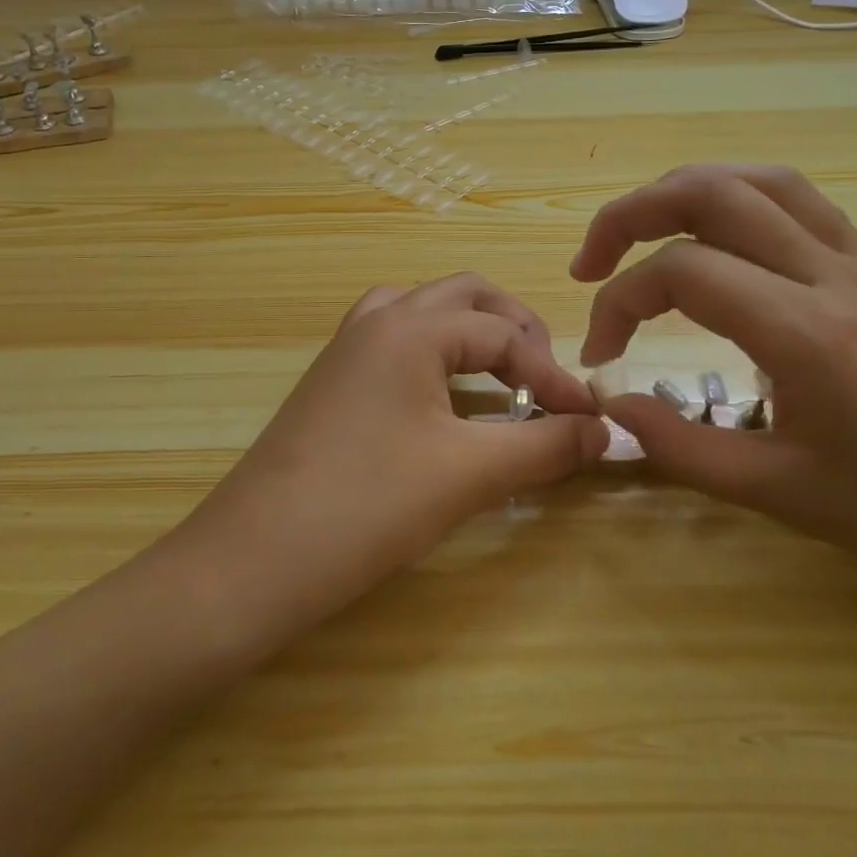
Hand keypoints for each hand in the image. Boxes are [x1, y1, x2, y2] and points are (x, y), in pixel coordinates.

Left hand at [168, 274, 607, 650]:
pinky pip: (394, 342)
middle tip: (545, 379)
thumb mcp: (469, 474)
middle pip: (463, 296)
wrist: (252, 560)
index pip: (503, 335)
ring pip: (422, 312)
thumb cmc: (367, 506)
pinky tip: (444, 399)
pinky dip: (433, 354)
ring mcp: (346, 349)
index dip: (554, 375)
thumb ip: (544, 446)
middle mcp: (377, 321)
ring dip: (469, 333)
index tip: (588, 419)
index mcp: (411, 327)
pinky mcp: (331, 382)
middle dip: (514, 329)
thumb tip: (603, 431)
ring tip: (500, 378)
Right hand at [571, 164, 856, 617]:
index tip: (601, 356)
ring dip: (685, 191)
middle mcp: (827, 276)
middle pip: (711, 192)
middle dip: (630, 215)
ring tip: (643, 232)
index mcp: (804, 331)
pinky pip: (801, 204)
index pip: (679, 273)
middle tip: (590, 263)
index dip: (618, 304)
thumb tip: (611, 408)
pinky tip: (722, 240)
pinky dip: (742, 200)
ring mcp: (856, 266)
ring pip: (760, 181)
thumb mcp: (786, 496)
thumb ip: (682, 448)